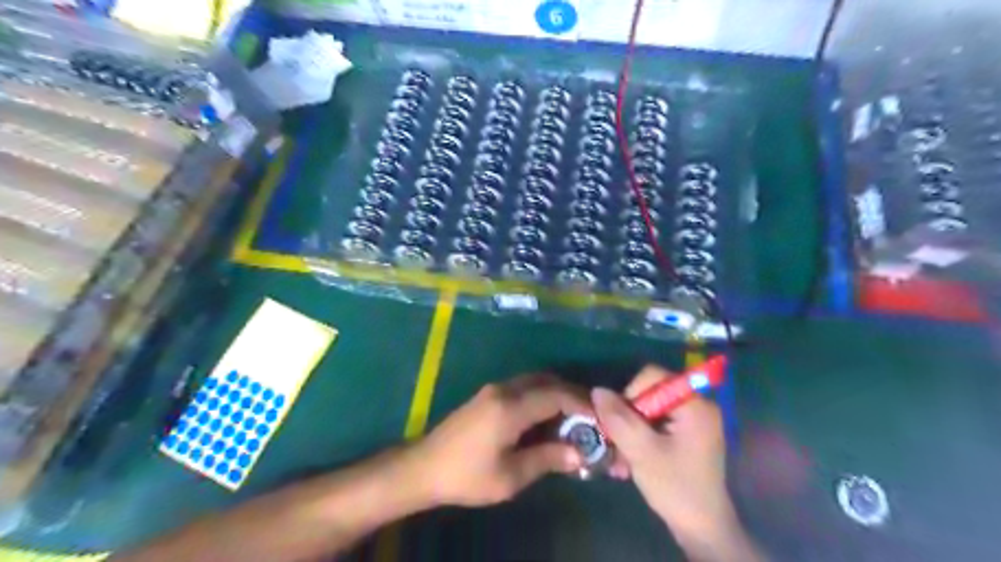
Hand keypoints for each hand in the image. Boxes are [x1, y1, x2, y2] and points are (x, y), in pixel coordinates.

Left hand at [409, 376, 588, 506]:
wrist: (424, 467)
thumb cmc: (467, 475)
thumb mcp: (510, 476)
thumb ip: (546, 459)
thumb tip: (579, 454)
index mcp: (510, 407)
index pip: (556, 395)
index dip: (581, 404)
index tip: (600, 418)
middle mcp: (504, 389)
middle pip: (547, 381)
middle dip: (572, 395)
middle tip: (591, 416)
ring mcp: (494, 389)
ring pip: (535, 381)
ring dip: (556, 394)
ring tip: (573, 418)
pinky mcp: (488, 395)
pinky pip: (523, 388)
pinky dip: (541, 397)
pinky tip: (547, 418)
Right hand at [593, 367, 731, 541]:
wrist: (702, 529)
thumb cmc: (675, 487)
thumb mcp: (642, 452)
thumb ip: (619, 419)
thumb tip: (597, 390)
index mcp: (694, 404)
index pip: (653, 376)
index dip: (630, 393)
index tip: (620, 422)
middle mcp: (697, 405)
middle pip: (650, 393)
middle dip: (628, 417)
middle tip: (616, 442)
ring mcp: (693, 421)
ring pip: (649, 410)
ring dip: (630, 430)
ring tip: (619, 457)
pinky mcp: (687, 435)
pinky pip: (656, 423)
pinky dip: (640, 437)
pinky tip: (629, 460)